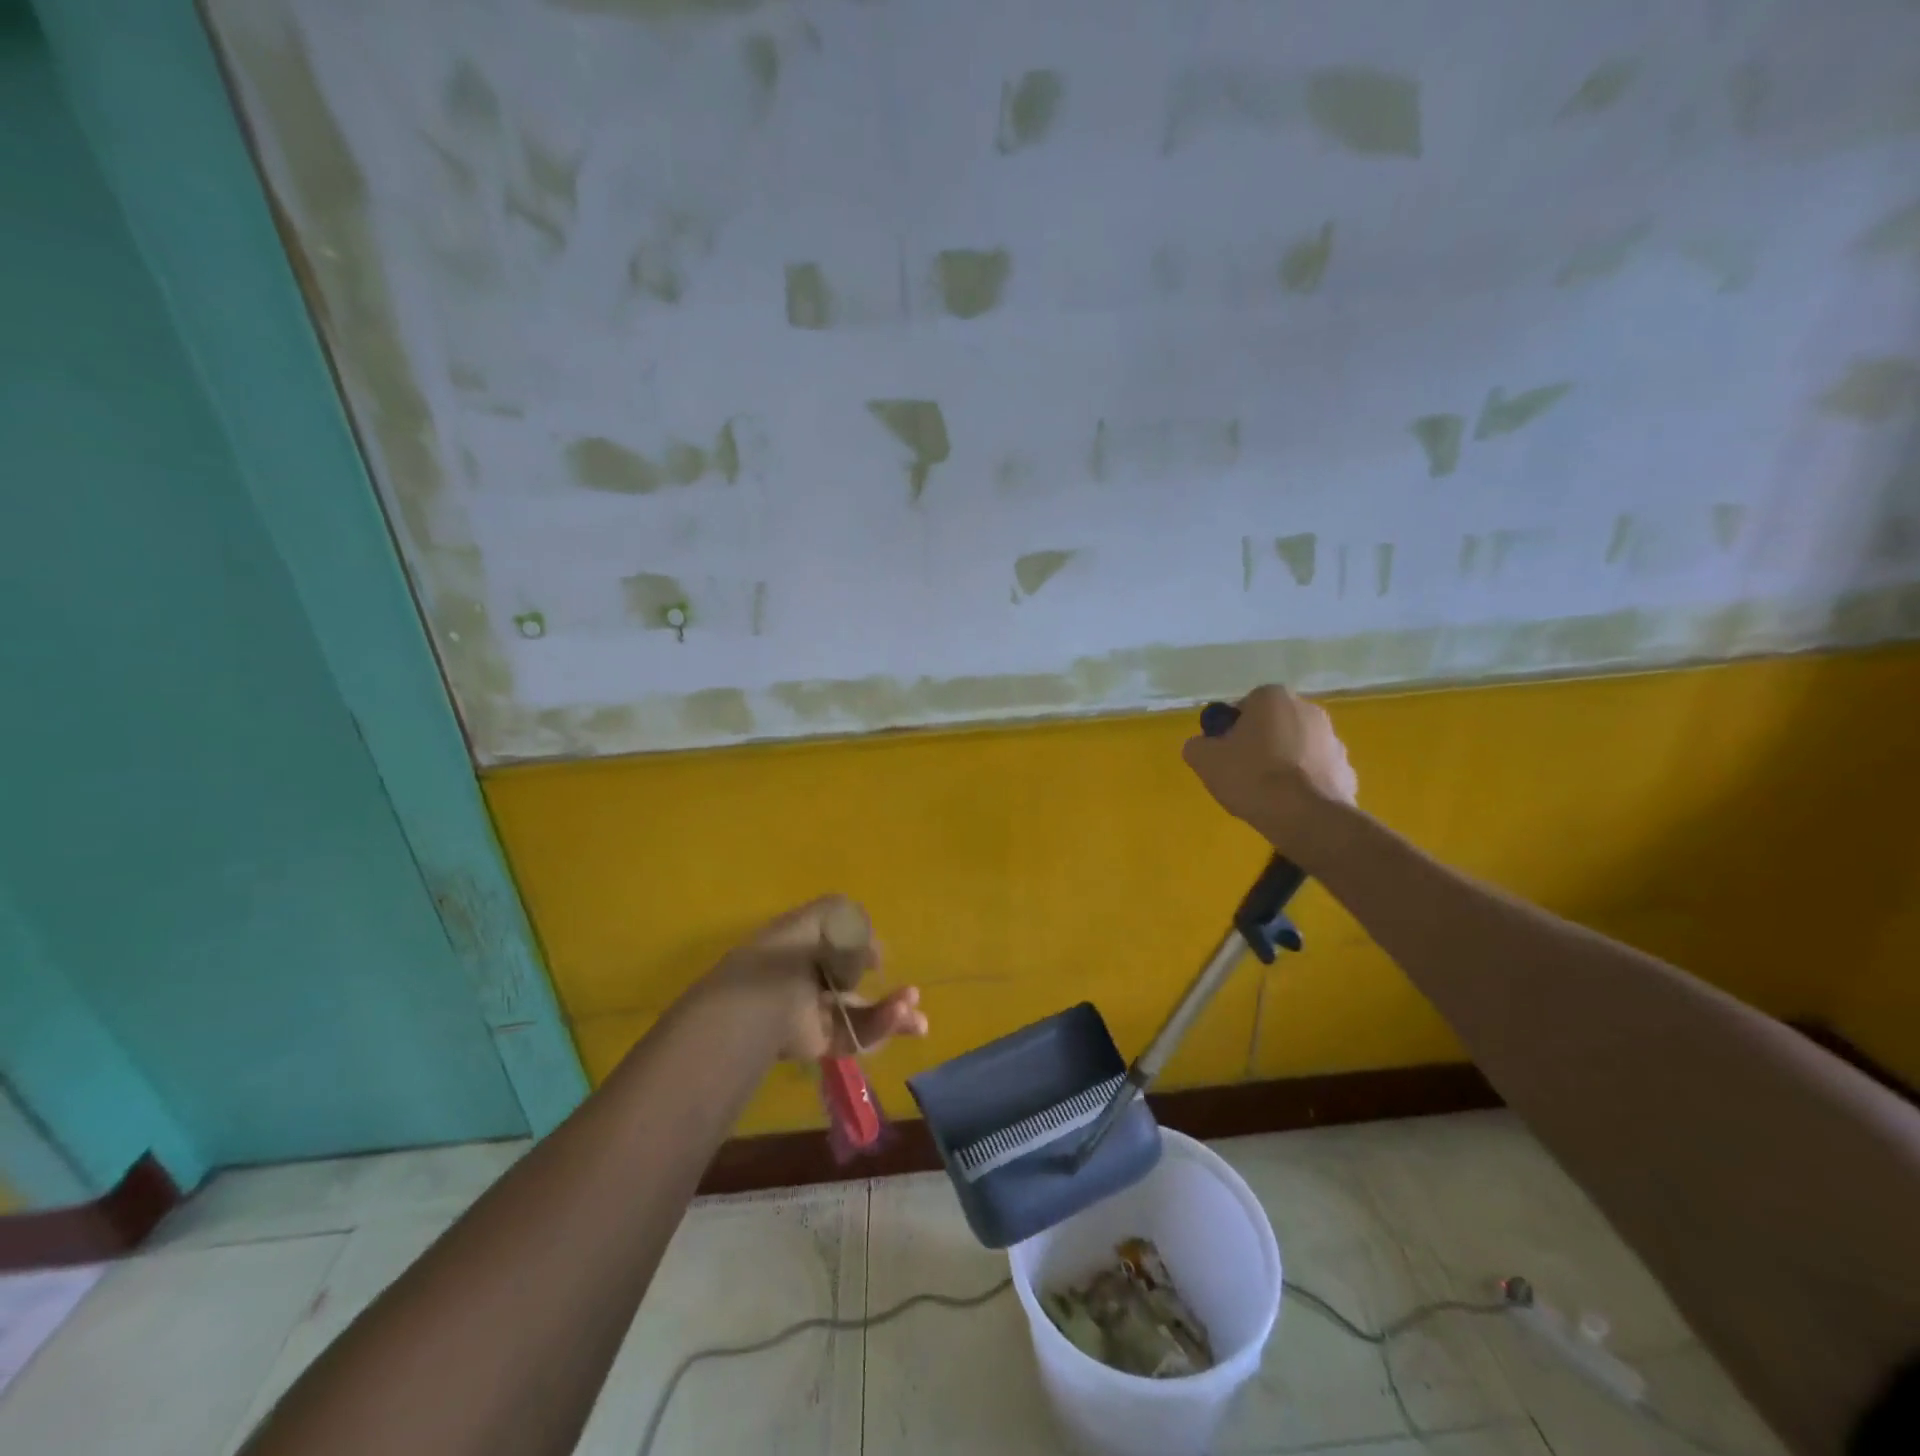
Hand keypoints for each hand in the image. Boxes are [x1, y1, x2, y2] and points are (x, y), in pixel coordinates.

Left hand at [709, 895, 927, 1062]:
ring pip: (860, 1014)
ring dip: (891, 1013)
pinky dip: (878, 1028)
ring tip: (918, 1017)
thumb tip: (872, 952)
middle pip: (855, 984)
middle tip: (913, 993)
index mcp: (802, 946)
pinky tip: (899, 1018)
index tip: (877, 954)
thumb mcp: (823, 918)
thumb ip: (852, 921)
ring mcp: (813, 1013)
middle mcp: (807, 979)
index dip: (862, 948)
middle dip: (887, 989)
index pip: (838, 945)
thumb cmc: (790, 953)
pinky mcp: (818, 1043)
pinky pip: (853, 1035)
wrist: (761, 1005)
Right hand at [1181, 685, 1358, 842]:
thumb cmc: (1251, 777)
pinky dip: (1304, 783)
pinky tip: (1290, 804)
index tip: (1224, 753)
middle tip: (1242, 773)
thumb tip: (1202, 745)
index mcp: (1273, 698)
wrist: (1305, 816)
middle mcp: (1308, 709)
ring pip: (1297, 747)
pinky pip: (1316, 771)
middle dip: (1260, 743)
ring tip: (1267, 794)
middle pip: (1274, 724)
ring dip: (1284, 762)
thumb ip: (1197, 745)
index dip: (1231, 729)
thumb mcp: (1204, 760)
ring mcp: (1333, 740)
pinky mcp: (1347, 769)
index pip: (1245, 706)